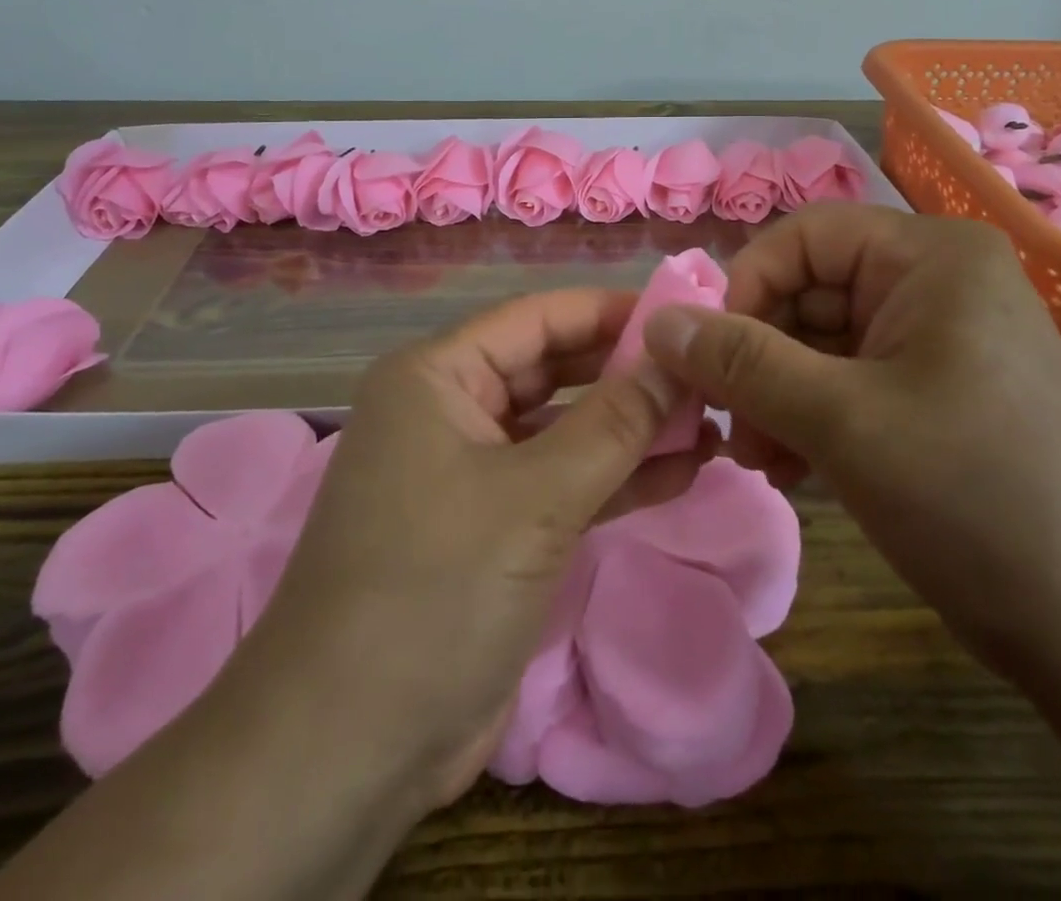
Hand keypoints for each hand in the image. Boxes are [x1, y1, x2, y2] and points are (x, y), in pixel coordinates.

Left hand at [230, 288, 709, 818]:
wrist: (349, 749)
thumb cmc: (435, 589)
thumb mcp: (536, 497)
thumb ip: (615, 423)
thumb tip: (678, 361)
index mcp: (436, 376)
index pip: (537, 319)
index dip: (610, 312)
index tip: (683, 317)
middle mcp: (450, 410)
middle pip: (553, 371)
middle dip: (627, 373)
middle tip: (706, 373)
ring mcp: (472, 473)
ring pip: (564, 430)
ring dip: (631, 428)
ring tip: (711, 422)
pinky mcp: (494, 529)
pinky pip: (563, 483)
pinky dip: (616, 478)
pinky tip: (683, 472)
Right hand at [642, 203, 1060, 677]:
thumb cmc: (974, 497)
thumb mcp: (841, 421)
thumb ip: (740, 363)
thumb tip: (657, 322)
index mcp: (929, 258)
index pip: (804, 236)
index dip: (745, 287)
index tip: (708, 358)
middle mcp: (936, 283)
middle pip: (809, 291)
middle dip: (757, 356)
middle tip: (725, 423)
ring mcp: (938, 340)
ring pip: (822, 342)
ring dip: (775, 394)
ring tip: (754, 458)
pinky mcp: (936, 392)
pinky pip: (849, 381)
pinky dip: (809, 416)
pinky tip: (789, 469)